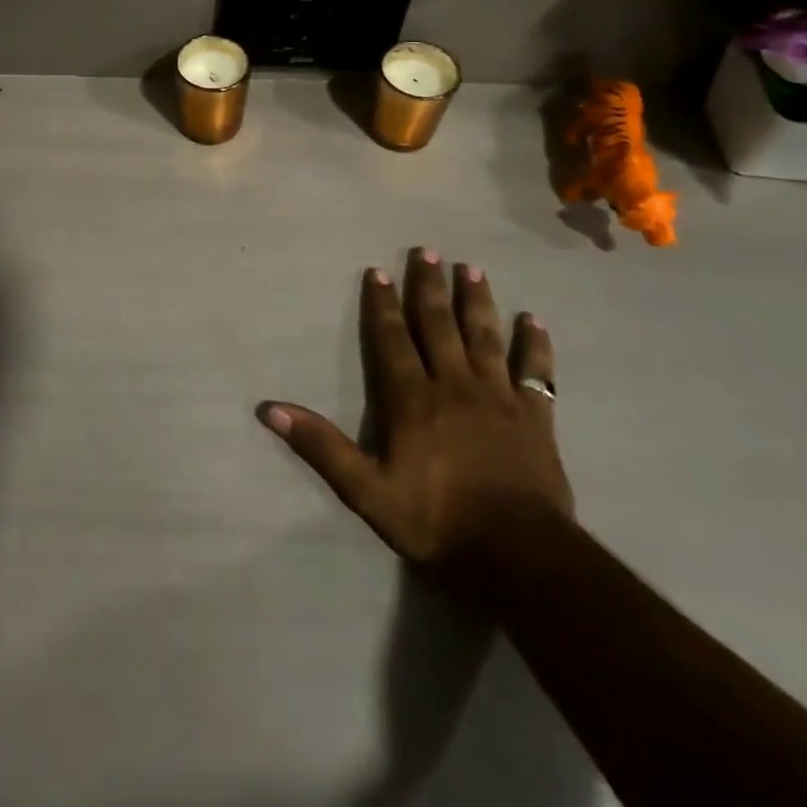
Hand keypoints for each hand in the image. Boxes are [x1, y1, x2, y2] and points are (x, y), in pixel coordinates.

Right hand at [259, 249, 573, 590]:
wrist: (520, 556)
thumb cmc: (438, 520)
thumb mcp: (367, 491)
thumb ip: (321, 446)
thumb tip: (270, 410)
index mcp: (413, 399)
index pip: (392, 340)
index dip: (383, 305)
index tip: (379, 271)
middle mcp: (454, 385)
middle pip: (439, 326)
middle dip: (430, 287)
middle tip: (429, 250)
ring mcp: (499, 398)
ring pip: (485, 337)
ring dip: (477, 301)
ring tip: (472, 268)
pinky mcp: (536, 418)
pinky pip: (536, 373)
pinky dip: (535, 346)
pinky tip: (534, 321)